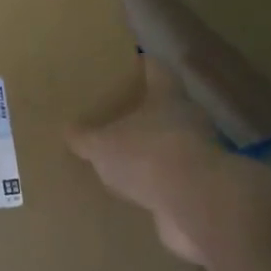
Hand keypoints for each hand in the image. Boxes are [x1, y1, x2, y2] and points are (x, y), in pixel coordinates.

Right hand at [67, 58, 226, 264]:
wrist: (197, 205)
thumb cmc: (147, 156)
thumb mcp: (102, 145)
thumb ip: (85, 138)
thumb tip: (69, 131)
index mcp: (166, 96)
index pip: (155, 69)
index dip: (141, 65)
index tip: (125, 65)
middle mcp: (188, 119)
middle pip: (165, 107)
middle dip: (142, 112)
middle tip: (112, 116)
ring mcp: (199, 154)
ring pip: (169, 144)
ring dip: (149, 150)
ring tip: (119, 157)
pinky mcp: (200, 187)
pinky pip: (171, 178)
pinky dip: (155, 182)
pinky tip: (132, 190)